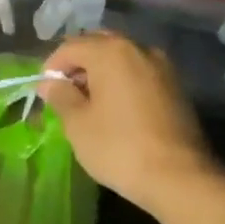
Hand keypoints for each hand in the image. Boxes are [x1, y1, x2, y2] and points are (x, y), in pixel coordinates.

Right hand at [38, 32, 215, 213]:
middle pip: (98, 45)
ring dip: (100, 72)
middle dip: (77, 65)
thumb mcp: (78, 124)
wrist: (180, 177)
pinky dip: (121, 81)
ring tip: (88, 103)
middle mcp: (138, 48)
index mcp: (110, 52)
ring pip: (121, 58)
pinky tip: (115, 109)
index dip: (52, 67)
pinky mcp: (175, 86)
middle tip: (65, 93)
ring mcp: (161, 66)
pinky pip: (138, 73)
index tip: (44, 92)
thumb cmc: (119, 147)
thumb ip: (60, 96)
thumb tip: (49, 83)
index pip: (70, 47)